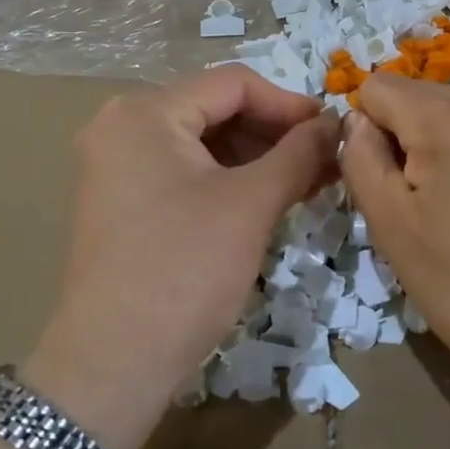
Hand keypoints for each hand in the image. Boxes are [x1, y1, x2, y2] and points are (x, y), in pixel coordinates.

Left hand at [27, 66, 338, 448]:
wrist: (112, 365)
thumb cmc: (184, 271)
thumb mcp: (251, 205)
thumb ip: (300, 153)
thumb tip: (337, 123)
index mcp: (146, 112)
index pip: (233, 83)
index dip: (290, 104)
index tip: (332, 133)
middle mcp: (122, 126)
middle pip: (216, 109)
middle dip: (275, 133)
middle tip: (325, 161)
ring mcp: (117, 166)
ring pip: (202, 143)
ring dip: (257, 158)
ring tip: (307, 182)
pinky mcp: (121, 201)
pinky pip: (184, 171)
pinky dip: (228, 180)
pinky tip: (268, 199)